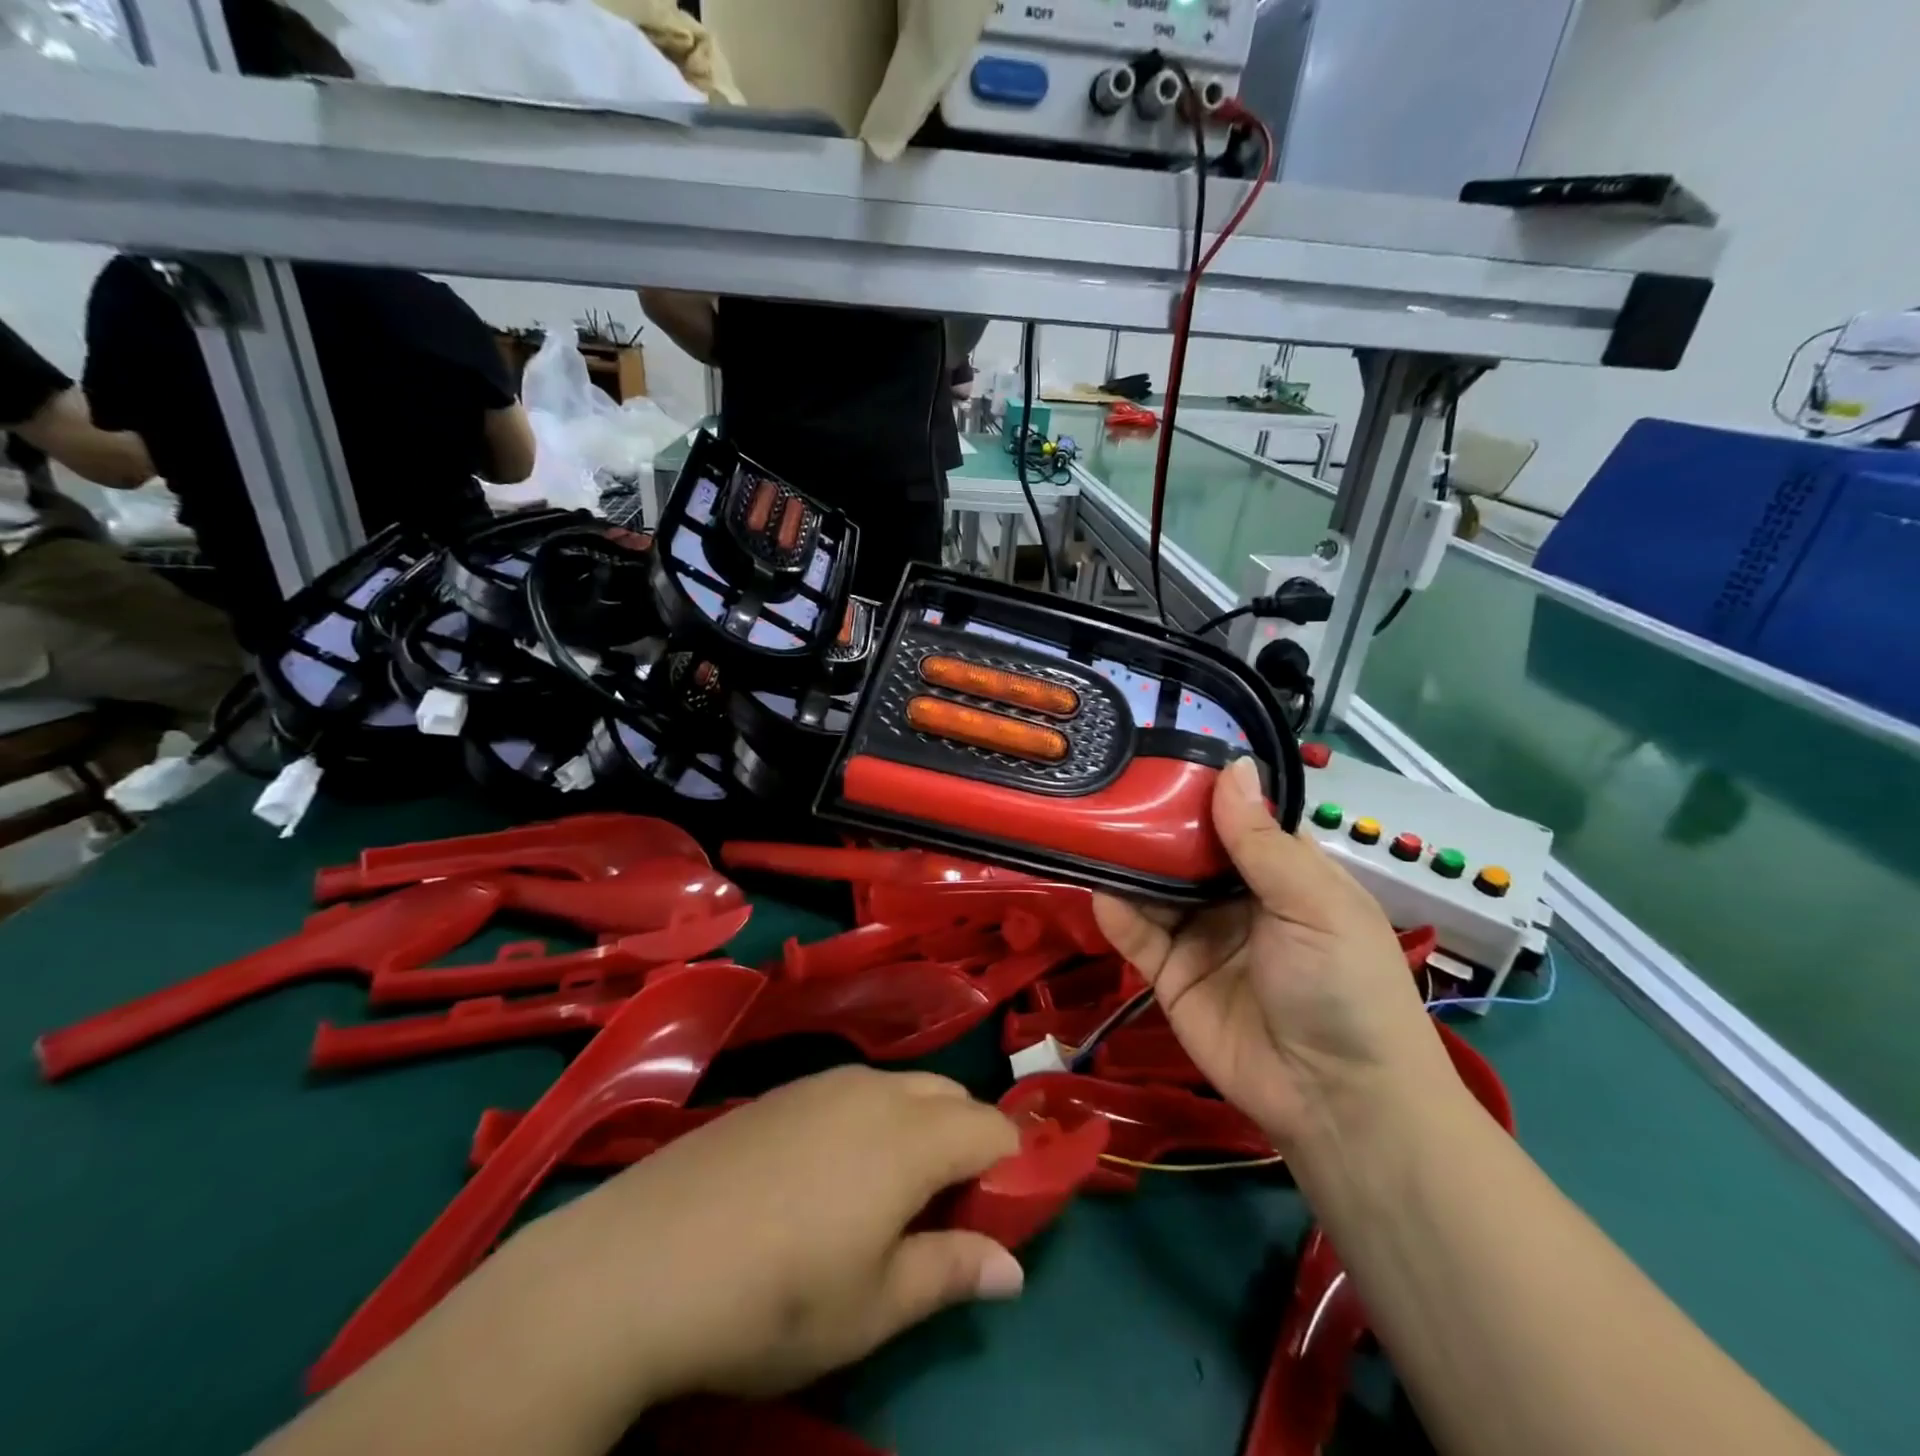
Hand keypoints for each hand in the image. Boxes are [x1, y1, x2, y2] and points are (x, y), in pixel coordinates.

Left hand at [509, 1066, 1023, 1409]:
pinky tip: (828, 1177)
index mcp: (911, 1136)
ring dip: (919, 1128)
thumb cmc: (774, 1297)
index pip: (993, 1128)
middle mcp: (874, 1090)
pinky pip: (853, 1091)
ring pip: (901, 1089)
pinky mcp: (782, 1090)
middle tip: (944, 1213)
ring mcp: (822, 1082)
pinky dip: (872, 1120)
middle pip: (951, 1096)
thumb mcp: (874, 1306)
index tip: (1001, 1216)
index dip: (1013, 1167)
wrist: (641, 1260)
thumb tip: (1014, 1268)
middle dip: (967, 1142)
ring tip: (886, 1198)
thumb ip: (952, 1271)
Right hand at [1093, 757, 1453, 1152]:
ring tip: (1090, 827)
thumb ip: (1260, 841)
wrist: (1336, 1100)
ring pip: (1154, 886)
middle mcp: (1236, 895)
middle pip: (1185, 847)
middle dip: (1153, 820)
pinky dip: (1116, 912)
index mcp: (1282, 871)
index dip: (1202, 787)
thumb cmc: (1344, 986)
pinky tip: (1100, 888)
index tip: (1159, 753)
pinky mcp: (1168, 973)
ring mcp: (1199, 934)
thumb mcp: (1314, 904)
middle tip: (1107, 784)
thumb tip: (1233, 764)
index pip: (1235, 815)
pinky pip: (1136, 934)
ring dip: (1127, 862)